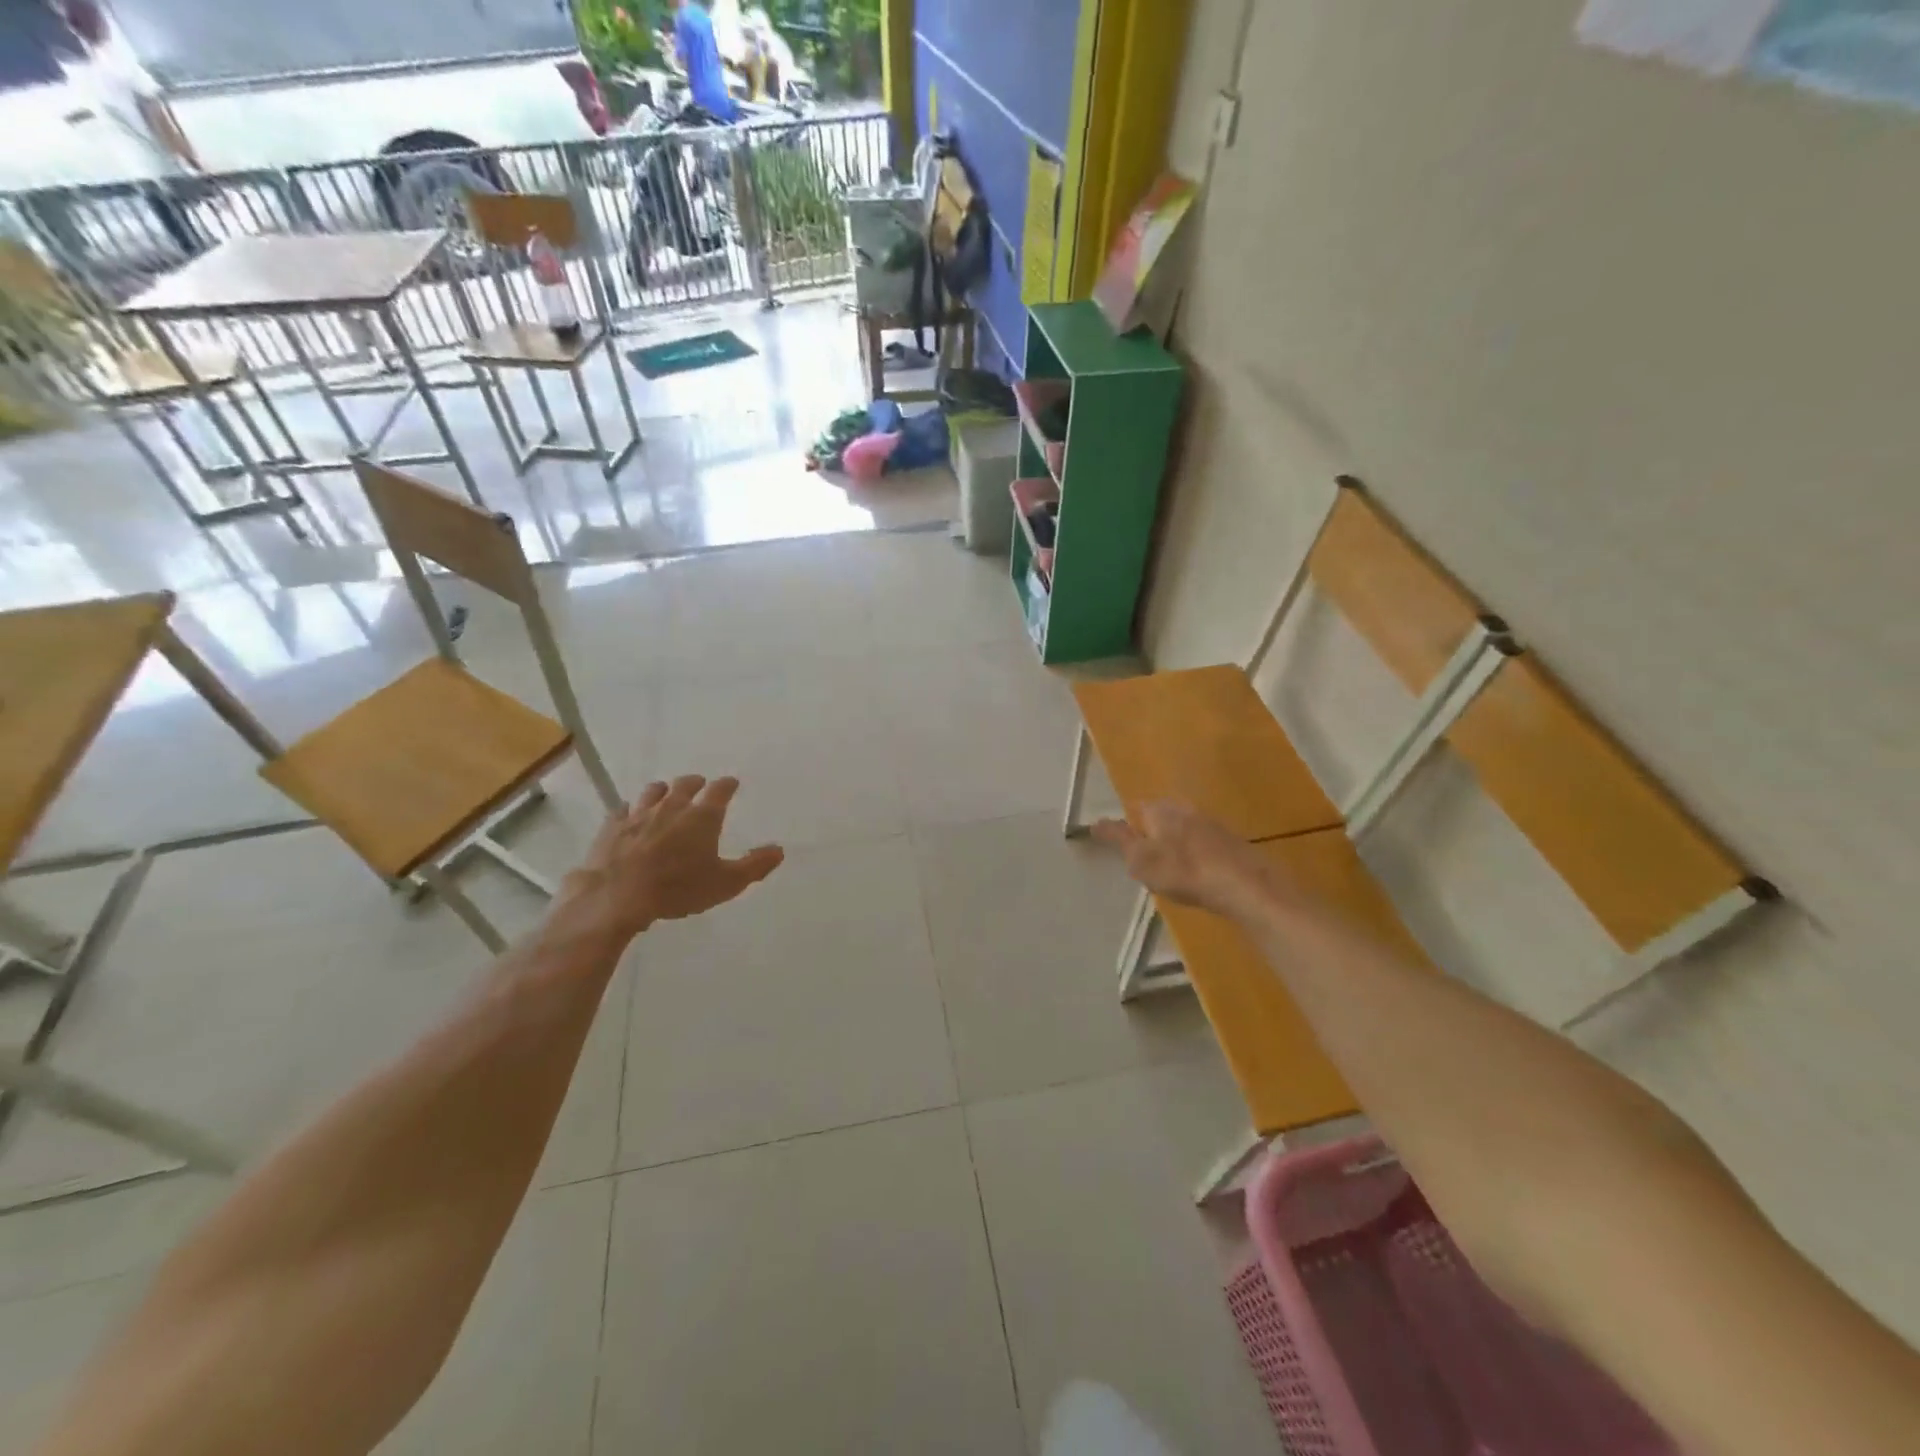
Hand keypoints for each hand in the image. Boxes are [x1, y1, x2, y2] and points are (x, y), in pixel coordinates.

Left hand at [550, 776, 782, 947]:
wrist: (617, 897)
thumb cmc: (678, 889)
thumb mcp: (726, 884)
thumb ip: (755, 865)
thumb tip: (779, 850)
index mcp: (703, 817)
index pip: (720, 790)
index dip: (728, 785)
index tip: (732, 783)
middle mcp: (672, 807)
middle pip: (685, 784)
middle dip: (695, 783)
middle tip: (700, 785)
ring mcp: (639, 814)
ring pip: (653, 792)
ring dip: (663, 790)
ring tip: (665, 793)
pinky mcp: (612, 827)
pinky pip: (623, 810)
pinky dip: (630, 810)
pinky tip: (629, 815)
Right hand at [1090, 801, 1277, 916]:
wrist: (1245, 885)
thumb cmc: (1183, 871)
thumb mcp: (1141, 859)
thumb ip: (1118, 839)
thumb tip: (1094, 822)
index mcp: (1160, 809)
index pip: (1135, 809)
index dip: (1126, 826)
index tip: (1122, 845)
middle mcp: (1185, 808)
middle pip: (1160, 816)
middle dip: (1151, 833)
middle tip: (1144, 859)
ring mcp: (1211, 823)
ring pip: (1183, 829)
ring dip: (1175, 844)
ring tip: (1169, 869)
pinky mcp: (1230, 842)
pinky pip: (1203, 844)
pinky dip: (1195, 855)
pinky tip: (1196, 874)